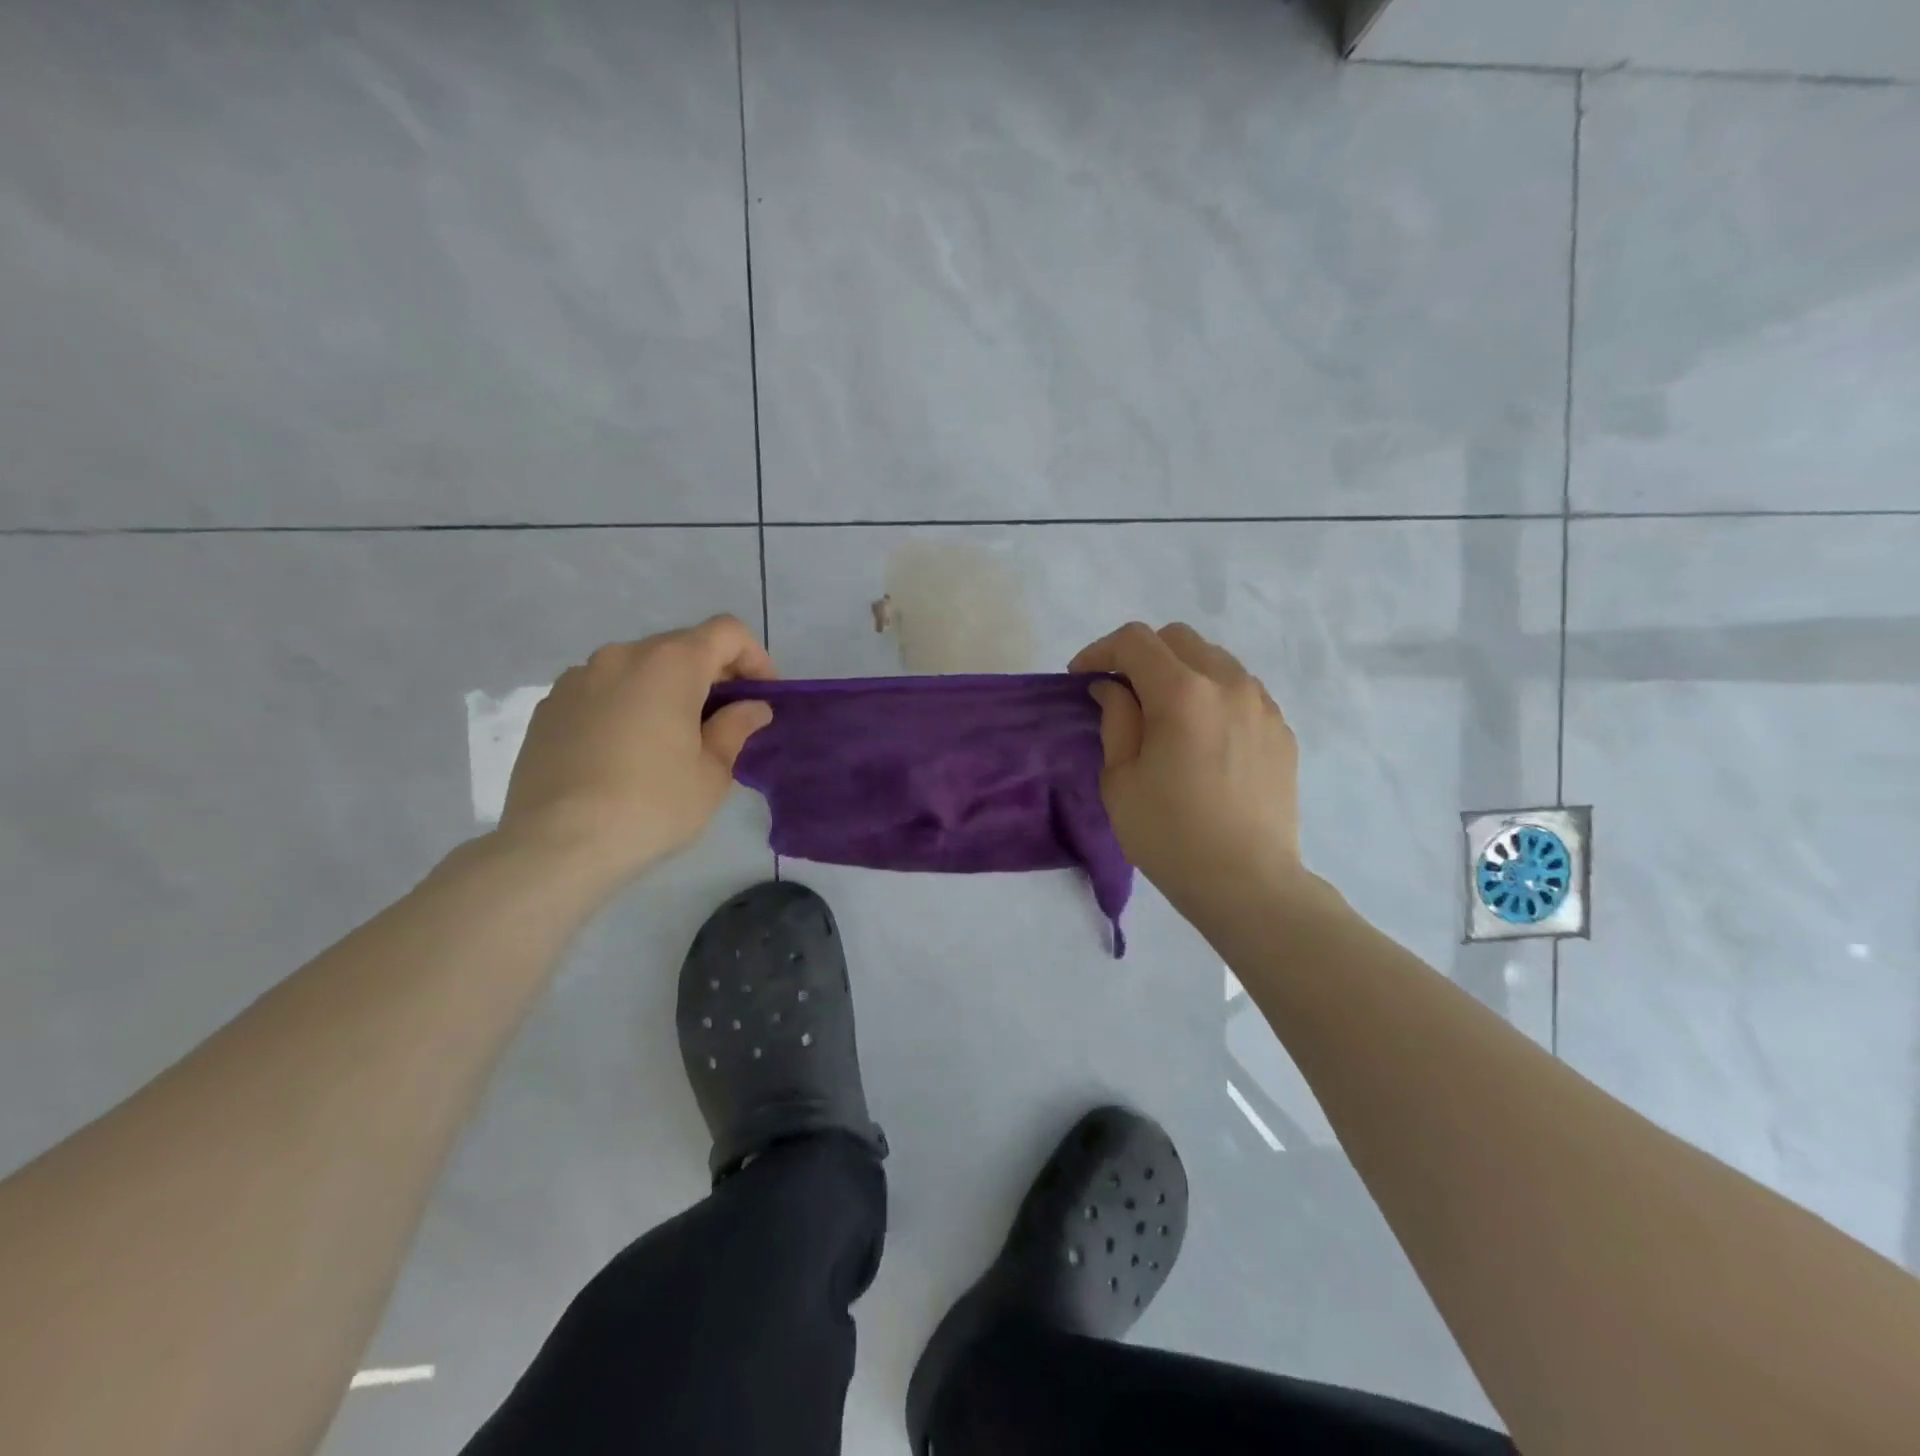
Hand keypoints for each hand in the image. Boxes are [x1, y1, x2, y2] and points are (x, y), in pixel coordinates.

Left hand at [499, 616, 775, 879]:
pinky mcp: (549, 706)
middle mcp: (622, 656)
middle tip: (724, 721)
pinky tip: (625, 752)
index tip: (760, 697)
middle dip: (711, 675)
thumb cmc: (651, 805)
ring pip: (639, 668)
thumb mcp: (711, 773)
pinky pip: (603, 690)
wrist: (556, 844)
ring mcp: (579, 678)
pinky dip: (627, 705)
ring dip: (666, 690)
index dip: (754, 658)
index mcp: (670, 664)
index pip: (727, 632)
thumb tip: (752, 707)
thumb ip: (736, 728)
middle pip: (681, 646)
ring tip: (671, 738)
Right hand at [1070, 622, 1303, 914]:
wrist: (1247, 882)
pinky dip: (1212, 695)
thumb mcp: (1121, 779)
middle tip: (1121, 692)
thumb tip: (1112, 688)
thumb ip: (1116, 719)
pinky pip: (1240, 691)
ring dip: (1180, 672)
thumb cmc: (1170, 835)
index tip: (1082, 678)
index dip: (1100, 651)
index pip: (1135, 641)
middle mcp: (1229, 684)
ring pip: (1214, 659)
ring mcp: (1263, 705)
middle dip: (1141, 654)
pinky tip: (1202, 736)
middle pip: (1178, 638)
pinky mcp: (1281, 729)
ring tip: (1164, 713)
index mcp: (1183, 693)